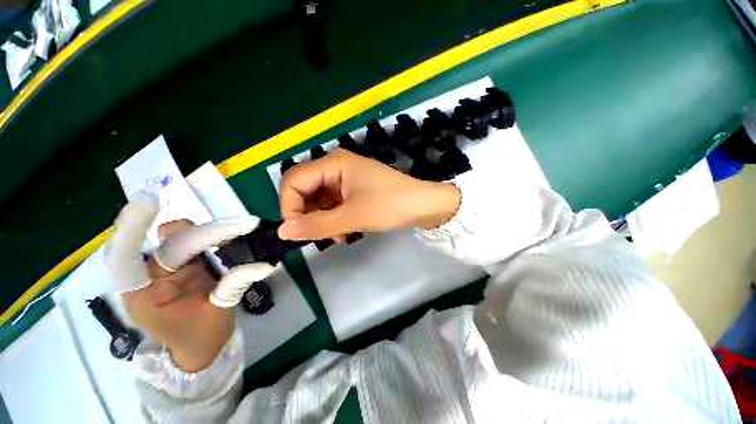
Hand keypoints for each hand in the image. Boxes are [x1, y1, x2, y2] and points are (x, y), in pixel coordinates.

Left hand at [106, 199, 273, 371]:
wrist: (199, 348)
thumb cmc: (200, 339)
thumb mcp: (217, 315)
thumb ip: (234, 286)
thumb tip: (264, 265)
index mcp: (145, 296)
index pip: (125, 260)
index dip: (131, 231)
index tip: (149, 203)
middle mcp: (151, 277)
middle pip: (170, 244)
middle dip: (206, 234)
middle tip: (244, 226)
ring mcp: (168, 269)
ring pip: (183, 238)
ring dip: (211, 232)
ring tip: (242, 228)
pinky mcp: (184, 264)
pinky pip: (195, 243)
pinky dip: (214, 236)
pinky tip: (234, 233)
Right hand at [278, 148, 460, 240]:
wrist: (423, 206)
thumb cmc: (390, 205)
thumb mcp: (353, 217)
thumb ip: (316, 225)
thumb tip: (282, 231)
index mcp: (333, 163)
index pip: (293, 180)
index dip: (289, 206)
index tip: (297, 230)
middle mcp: (336, 167)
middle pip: (305, 190)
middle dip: (307, 215)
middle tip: (320, 235)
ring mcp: (345, 179)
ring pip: (319, 200)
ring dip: (322, 220)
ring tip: (337, 235)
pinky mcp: (354, 190)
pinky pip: (333, 204)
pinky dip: (334, 219)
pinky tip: (344, 232)